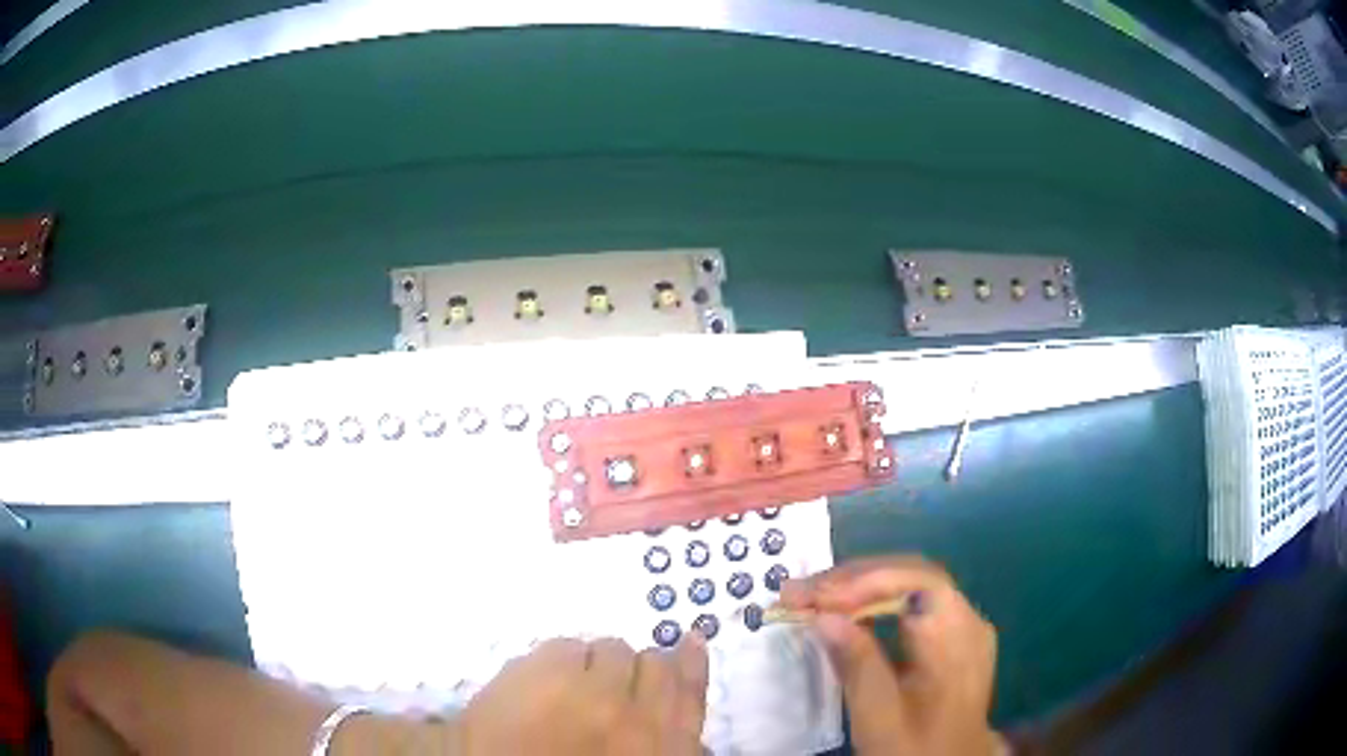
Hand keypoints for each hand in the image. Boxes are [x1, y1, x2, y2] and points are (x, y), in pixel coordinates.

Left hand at [455, 635, 708, 754]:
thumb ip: (667, 750)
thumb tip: (692, 737)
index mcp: (657, 744)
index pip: (689, 689)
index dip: (691, 663)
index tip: (691, 642)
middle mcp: (629, 711)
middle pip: (653, 662)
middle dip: (638, 668)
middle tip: (615, 681)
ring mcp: (583, 688)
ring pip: (610, 648)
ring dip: (598, 662)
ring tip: (572, 684)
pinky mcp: (540, 669)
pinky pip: (566, 644)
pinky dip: (560, 657)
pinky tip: (544, 678)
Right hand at [780, 556, 1002, 755]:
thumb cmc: (913, 747)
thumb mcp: (879, 717)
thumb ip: (857, 664)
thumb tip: (822, 615)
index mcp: (957, 638)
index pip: (916, 581)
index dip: (863, 581)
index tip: (811, 598)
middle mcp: (967, 620)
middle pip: (911, 576)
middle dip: (853, 580)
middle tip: (798, 593)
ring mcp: (963, 625)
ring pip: (910, 586)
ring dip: (859, 588)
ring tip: (811, 598)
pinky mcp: (951, 636)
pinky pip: (913, 603)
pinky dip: (875, 603)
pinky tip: (845, 613)